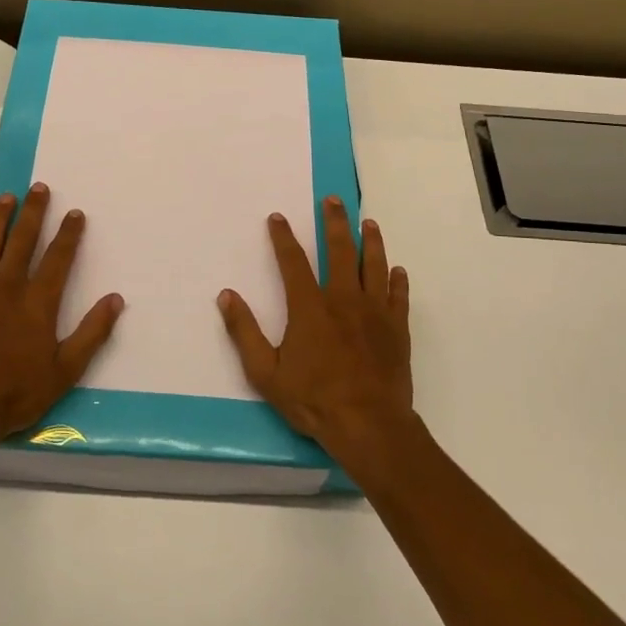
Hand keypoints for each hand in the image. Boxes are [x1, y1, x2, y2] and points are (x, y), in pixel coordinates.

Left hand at [0, 183, 123, 455]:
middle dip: (33, 211)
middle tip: (38, 187)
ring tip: (5, 198)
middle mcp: (7, 286)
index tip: (75, 213)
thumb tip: (116, 299)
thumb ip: (92, 333)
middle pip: (22, 239)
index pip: (58, 257)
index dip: (69, 233)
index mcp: (37, 302)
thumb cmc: (16, 392)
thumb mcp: (65, 370)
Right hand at [217, 196, 412, 458]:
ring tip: (369, 223)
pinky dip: (397, 280)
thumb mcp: (265, 372)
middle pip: (341, 251)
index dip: (283, 237)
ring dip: (371, 241)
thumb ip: (244, 332)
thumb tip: (226, 295)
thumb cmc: (313, 399)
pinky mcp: (397, 329)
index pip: (293, 262)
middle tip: (333, 200)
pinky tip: (397, 270)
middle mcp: (344, 300)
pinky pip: (398, 296)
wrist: (369, 425)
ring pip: (374, 266)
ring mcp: (375, 312)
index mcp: (310, 307)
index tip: (278, 217)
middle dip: (335, 222)